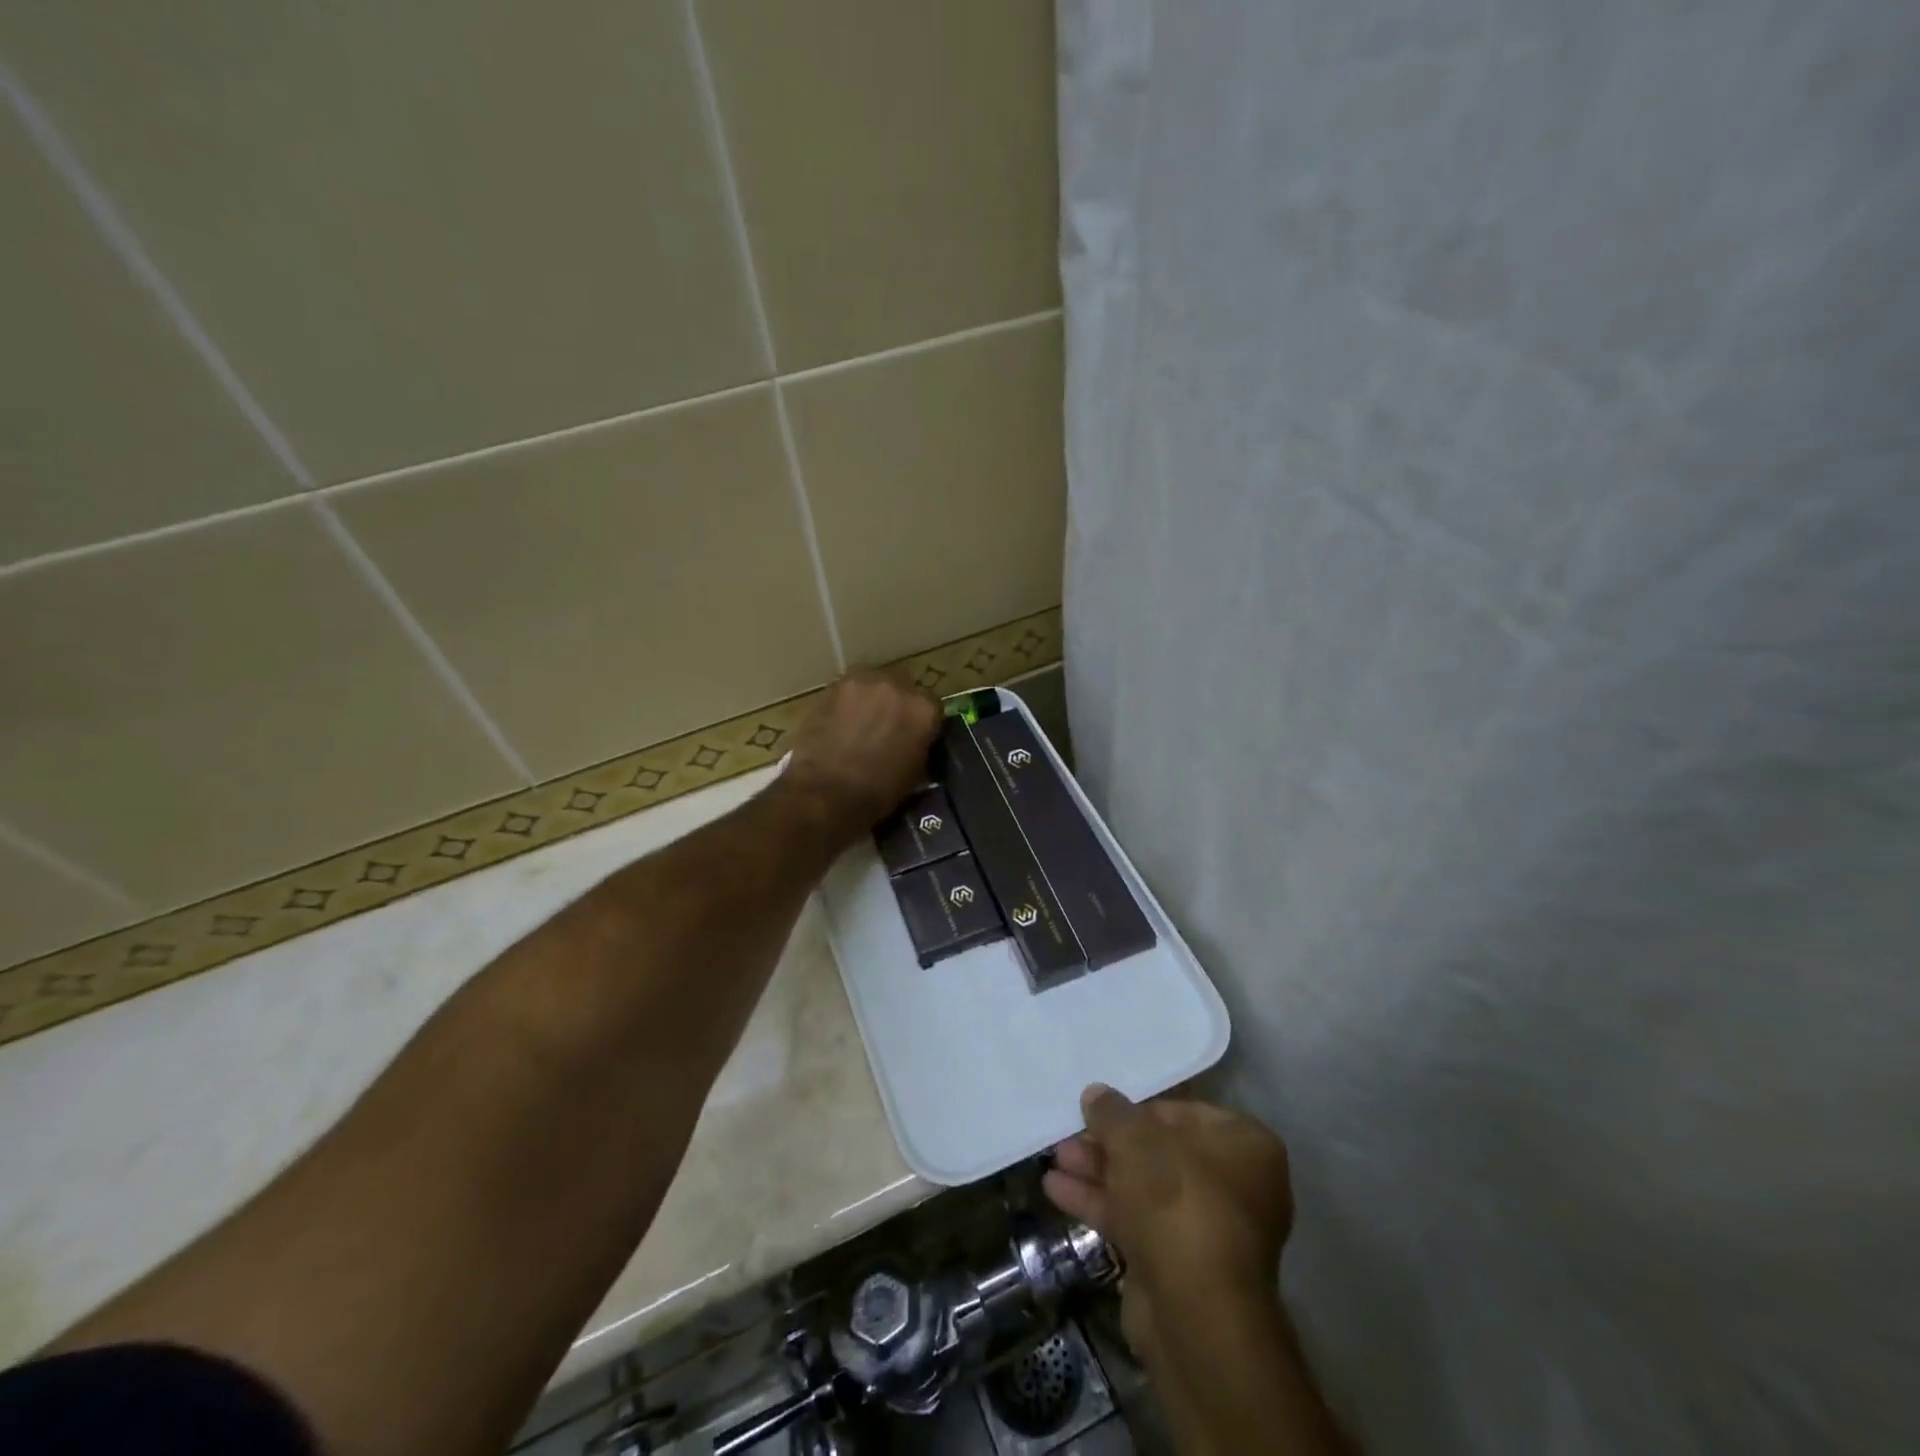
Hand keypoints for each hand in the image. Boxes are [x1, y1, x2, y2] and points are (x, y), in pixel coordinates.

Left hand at [781, 670, 941, 840]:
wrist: (826, 792)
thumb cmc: (877, 792)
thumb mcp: (915, 773)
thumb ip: (920, 745)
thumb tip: (914, 740)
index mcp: (924, 709)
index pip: (932, 705)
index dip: (922, 720)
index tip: (915, 733)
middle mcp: (898, 686)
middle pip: (903, 686)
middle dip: (897, 703)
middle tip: (886, 726)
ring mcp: (864, 681)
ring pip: (874, 683)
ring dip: (871, 698)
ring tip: (861, 722)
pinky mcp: (834, 685)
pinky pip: (848, 689)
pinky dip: (847, 702)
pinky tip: (840, 722)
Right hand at [1044, 1085, 1292, 1356]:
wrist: (1193, 1312)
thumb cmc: (1176, 1201)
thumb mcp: (1135, 1140)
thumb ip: (1112, 1113)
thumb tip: (1096, 1094)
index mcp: (1246, 1146)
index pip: (1185, 1113)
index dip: (1138, 1110)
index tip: (1102, 1110)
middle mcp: (1236, 1186)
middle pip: (1161, 1153)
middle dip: (1110, 1145)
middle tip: (1070, 1135)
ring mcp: (1209, 1230)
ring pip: (1145, 1189)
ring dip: (1099, 1172)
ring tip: (1056, 1159)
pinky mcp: (1181, 1266)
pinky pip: (1138, 1222)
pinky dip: (1102, 1205)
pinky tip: (1057, 1191)